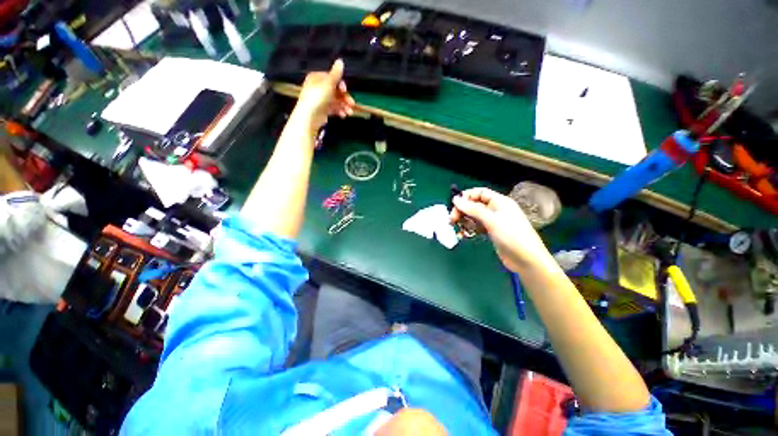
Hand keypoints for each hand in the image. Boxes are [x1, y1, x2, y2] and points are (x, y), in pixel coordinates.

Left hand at [294, 59, 354, 131]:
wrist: (309, 116)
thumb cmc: (318, 97)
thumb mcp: (328, 83)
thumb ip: (336, 73)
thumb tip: (340, 61)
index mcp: (317, 78)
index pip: (332, 79)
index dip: (341, 85)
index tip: (345, 91)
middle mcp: (318, 88)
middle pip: (335, 91)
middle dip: (345, 98)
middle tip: (352, 104)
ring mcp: (320, 100)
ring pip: (335, 101)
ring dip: (344, 106)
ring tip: (349, 113)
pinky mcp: (322, 110)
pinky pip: (333, 109)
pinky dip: (339, 111)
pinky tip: (343, 115)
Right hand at [450, 187, 548, 271]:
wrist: (527, 260)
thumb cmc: (512, 236)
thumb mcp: (491, 220)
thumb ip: (473, 209)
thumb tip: (455, 199)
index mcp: (499, 201)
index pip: (479, 193)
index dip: (466, 197)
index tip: (454, 206)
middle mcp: (495, 209)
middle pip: (474, 204)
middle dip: (462, 210)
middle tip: (452, 220)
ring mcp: (493, 221)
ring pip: (474, 216)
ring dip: (464, 221)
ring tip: (457, 228)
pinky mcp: (491, 232)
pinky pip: (476, 227)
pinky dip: (469, 229)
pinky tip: (463, 235)